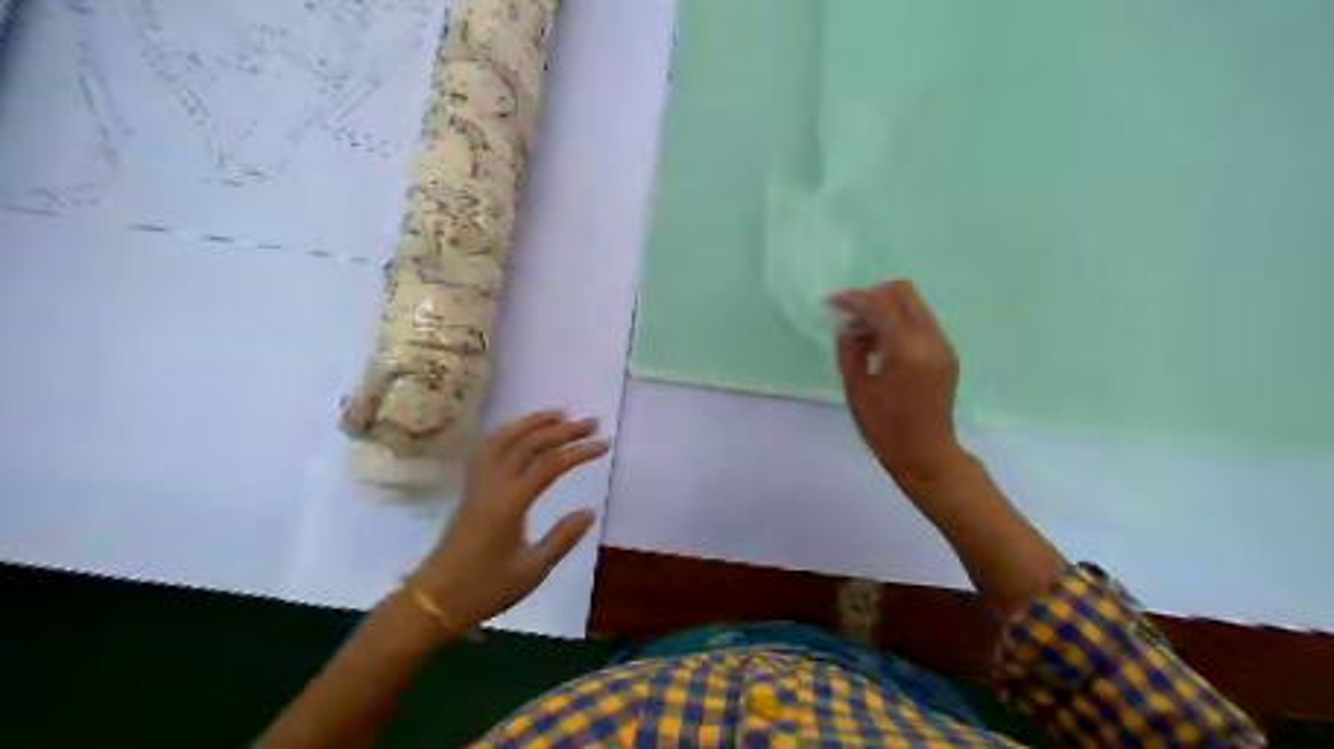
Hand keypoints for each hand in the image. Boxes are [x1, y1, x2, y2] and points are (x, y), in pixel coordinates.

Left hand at [412, 409, 607, 631]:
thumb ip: (562, 538)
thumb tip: (590, 511)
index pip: (550, 465)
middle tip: (591, 422)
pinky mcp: (469, 488)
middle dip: (563, 430)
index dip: (579, 451)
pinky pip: (487, 449)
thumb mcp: (532, 570)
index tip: (604, 444)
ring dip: (532, 422)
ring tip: (558, 415)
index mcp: (510, 504)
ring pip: (504, 439)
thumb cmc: (485, 589)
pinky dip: (507, 433)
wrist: (433, 600)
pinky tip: (520, 432)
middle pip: (529, 444)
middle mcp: (493, 485)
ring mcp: (477, 483)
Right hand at [832, 277, 963, 486]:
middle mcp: (930, 340)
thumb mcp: (856, 388)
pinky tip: (880, 346)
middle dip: (873, 296)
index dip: (853, 299)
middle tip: (850, 316)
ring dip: (886, 309)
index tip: (831, 302)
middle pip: (903, 292)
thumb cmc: (885, 429)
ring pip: (913, 305)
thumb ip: (850, 350)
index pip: (880, 306)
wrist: (926, 456)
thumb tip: (847, 327)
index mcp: (907, 351)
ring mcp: (942, 346)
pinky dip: (898, 323)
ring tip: (861, 335)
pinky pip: (920, 323)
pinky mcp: (945, 354)